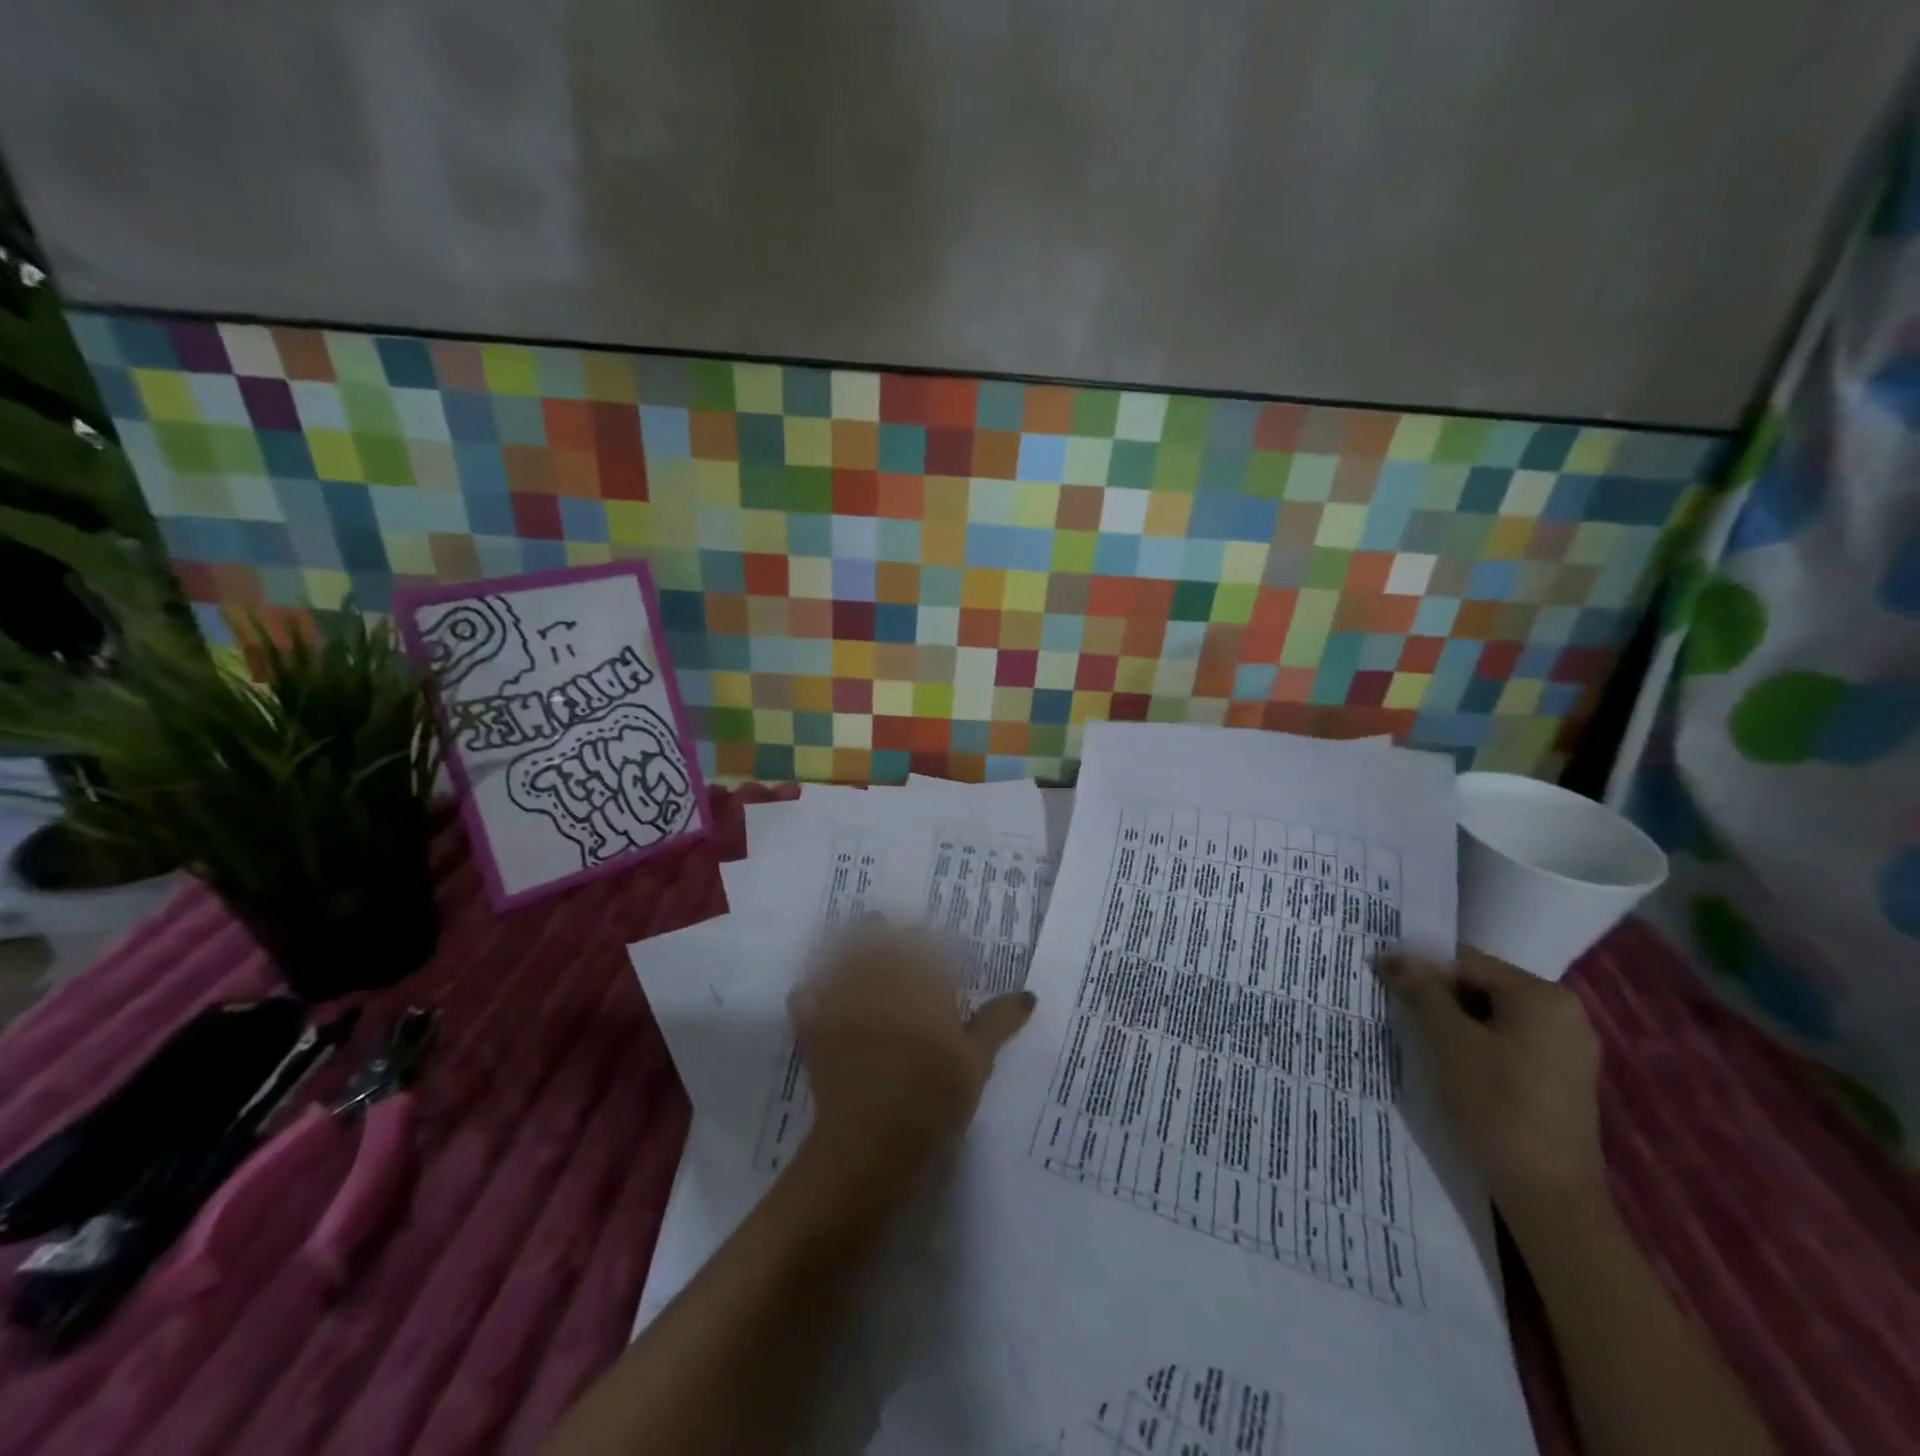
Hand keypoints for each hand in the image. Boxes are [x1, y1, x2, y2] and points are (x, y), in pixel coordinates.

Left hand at [793, 922, 1035, 1208]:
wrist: (874, 1141)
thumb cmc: (934, 1098)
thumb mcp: (976, 1061)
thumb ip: (998, 1022)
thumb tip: (1028, 994)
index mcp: (919, 981)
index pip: (925, 943)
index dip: (929, 942)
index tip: (936, 951)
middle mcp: (878, 978)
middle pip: (876, 936)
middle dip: (883, 931)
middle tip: (893, 938)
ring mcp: (842, 999)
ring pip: (840, 954)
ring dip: (849, 947)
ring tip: (859, 953)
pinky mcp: (815, 1025)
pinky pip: (806, 993)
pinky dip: (812, 989)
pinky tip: (820, 991)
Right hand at [1375, 946, 1604, 1219]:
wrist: (1548, 1196)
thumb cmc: (1496, 1106)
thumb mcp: (1448, 1041)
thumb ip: (1421, 990)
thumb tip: (1392, 956)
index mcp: (1542, 996)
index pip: (1465, 962)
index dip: (1421, 971)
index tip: (1386, 989)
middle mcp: (1564, 1013)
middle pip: (1481, 986)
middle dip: (1439, 998)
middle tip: (1402, 1018)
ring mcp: (1568, 1048)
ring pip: (1493, 1016)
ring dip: (1454, 1024)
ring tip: (1423, 1044)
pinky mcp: (1562, 1079)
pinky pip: (1509, 1042)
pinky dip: (1478, 1046)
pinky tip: (1455, 1069)